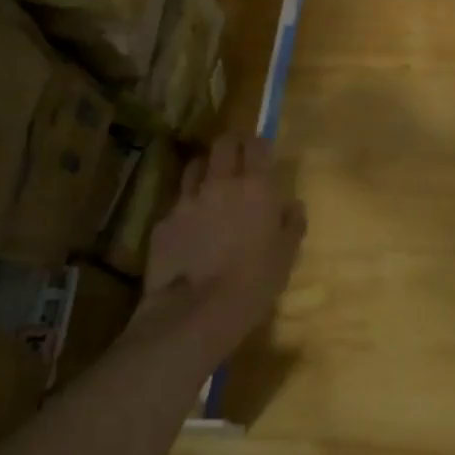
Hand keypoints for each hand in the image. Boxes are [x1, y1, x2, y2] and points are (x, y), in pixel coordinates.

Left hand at [143, 133, 307, 365]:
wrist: (196, 312)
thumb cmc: (254, 281)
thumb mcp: (287, 254)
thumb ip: (292, 223)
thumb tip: (292, 206)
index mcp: (256, 187)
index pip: (256, 145)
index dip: (258, 142)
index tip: (261, 149)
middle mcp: (220, 184)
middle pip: (222, 144)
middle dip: (231, 144)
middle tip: (237, 157)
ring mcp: (187, 202)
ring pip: (194, 168)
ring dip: (205, 170)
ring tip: (211, 187)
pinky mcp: (163, 223)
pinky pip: (177, 205)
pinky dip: (186, 209)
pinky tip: (191, 230)